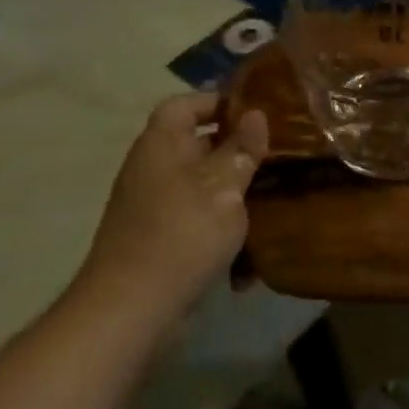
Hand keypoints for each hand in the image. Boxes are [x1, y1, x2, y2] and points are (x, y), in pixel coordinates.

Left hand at [75, 93, 268, 318]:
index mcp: (161, 145)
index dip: (219, 100)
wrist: (131, 307)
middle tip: (277, 151)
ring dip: (232, 187)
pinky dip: (220, 221)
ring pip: (200, 182)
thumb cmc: (181, 234)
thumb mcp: (223, 187)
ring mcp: (152, 205)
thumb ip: (242, 149)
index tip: (257, 111)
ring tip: (272, 193)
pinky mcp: (158, 237)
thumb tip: (256, 114)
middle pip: (195, 143)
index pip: (185, 104)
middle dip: (235, 146)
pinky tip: (250, 243)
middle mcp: (152, 168)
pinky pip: (195, 215)